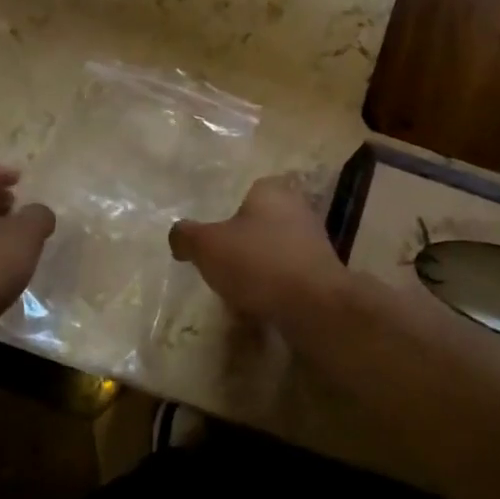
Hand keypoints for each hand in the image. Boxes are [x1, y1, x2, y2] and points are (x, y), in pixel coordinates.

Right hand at [169, 175, 348, 328]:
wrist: (314, 306)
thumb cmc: (258, 263)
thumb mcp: (206, 246)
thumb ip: (186, 236)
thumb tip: (178, 236)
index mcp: (271, 191)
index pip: (246, 191)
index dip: (226, 214)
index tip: (211, 237)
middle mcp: (297, 209)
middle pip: (259, 223)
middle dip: (241, 244)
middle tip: (218, 265)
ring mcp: (313, 241)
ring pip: (274, 251)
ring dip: (257, 269)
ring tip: (234, 291)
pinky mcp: (321, 273)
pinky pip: (287, 277)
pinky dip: (272, 289)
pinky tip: (257, 307)